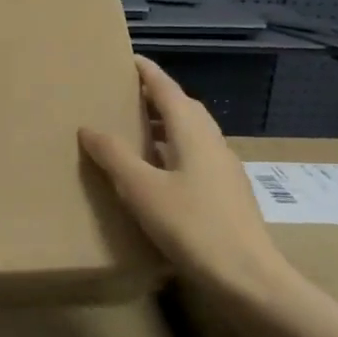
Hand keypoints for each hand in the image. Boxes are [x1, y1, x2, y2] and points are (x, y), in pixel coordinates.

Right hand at [79, 56, 297, 315]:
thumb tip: (89, 128)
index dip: (148, 73)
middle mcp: (212, 143)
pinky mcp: (227, 194)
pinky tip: (157, 173)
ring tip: (136, 131)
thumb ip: (114, 156)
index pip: (168, 90)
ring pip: (192, 134)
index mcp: (193, 133)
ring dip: (166, 125)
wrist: (248, 278)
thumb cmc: (193, 226)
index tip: (129, 58)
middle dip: (157, 97)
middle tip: (127, 95)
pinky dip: (173, 151)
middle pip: (185, 108)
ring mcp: (224, 170)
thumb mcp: (142, 190)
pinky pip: (196, 157)